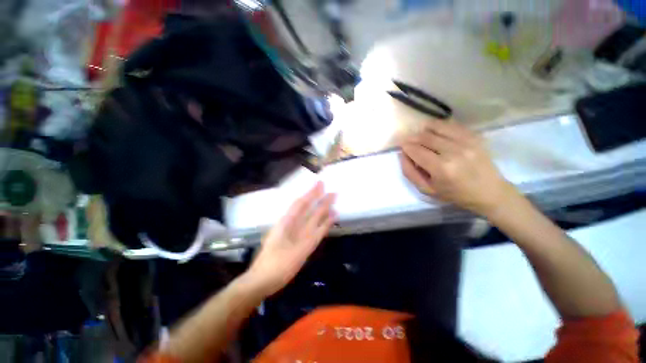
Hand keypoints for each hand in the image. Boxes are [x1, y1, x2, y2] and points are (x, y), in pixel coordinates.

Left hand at [246, 182, 336, 296]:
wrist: (265, 281)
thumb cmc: (272, 263)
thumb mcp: (281, 242)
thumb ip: (288, 222)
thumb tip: (300, 207)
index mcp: (287, 222)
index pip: (300, 203)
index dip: (309, 193)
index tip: (318, 183)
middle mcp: (295, 225)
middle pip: (309, 209)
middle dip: (319, 198)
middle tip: (330, 189)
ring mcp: (302, 234)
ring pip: (315, 218)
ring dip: (324, 208)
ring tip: (333, 198)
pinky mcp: (307, 244)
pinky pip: (319, 230)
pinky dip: (326, 223)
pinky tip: (332, 216)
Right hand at [399, 121, 518, 216]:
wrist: (490, 192)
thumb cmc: (455, 194)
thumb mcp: (427, 190)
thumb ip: (410, 172)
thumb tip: (402, 154)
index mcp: (441, 168)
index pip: (415, 150)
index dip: (405, 147)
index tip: (402, 148)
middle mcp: (454, 151)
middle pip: (424, 137)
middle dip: (412, 138)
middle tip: (408, 142)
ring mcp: (466, 141)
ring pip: (436, 127)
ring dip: (423, 130)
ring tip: (420, 137)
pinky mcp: (474, 136)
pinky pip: (450, 125)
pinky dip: (438, 126)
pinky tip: (434, 133)